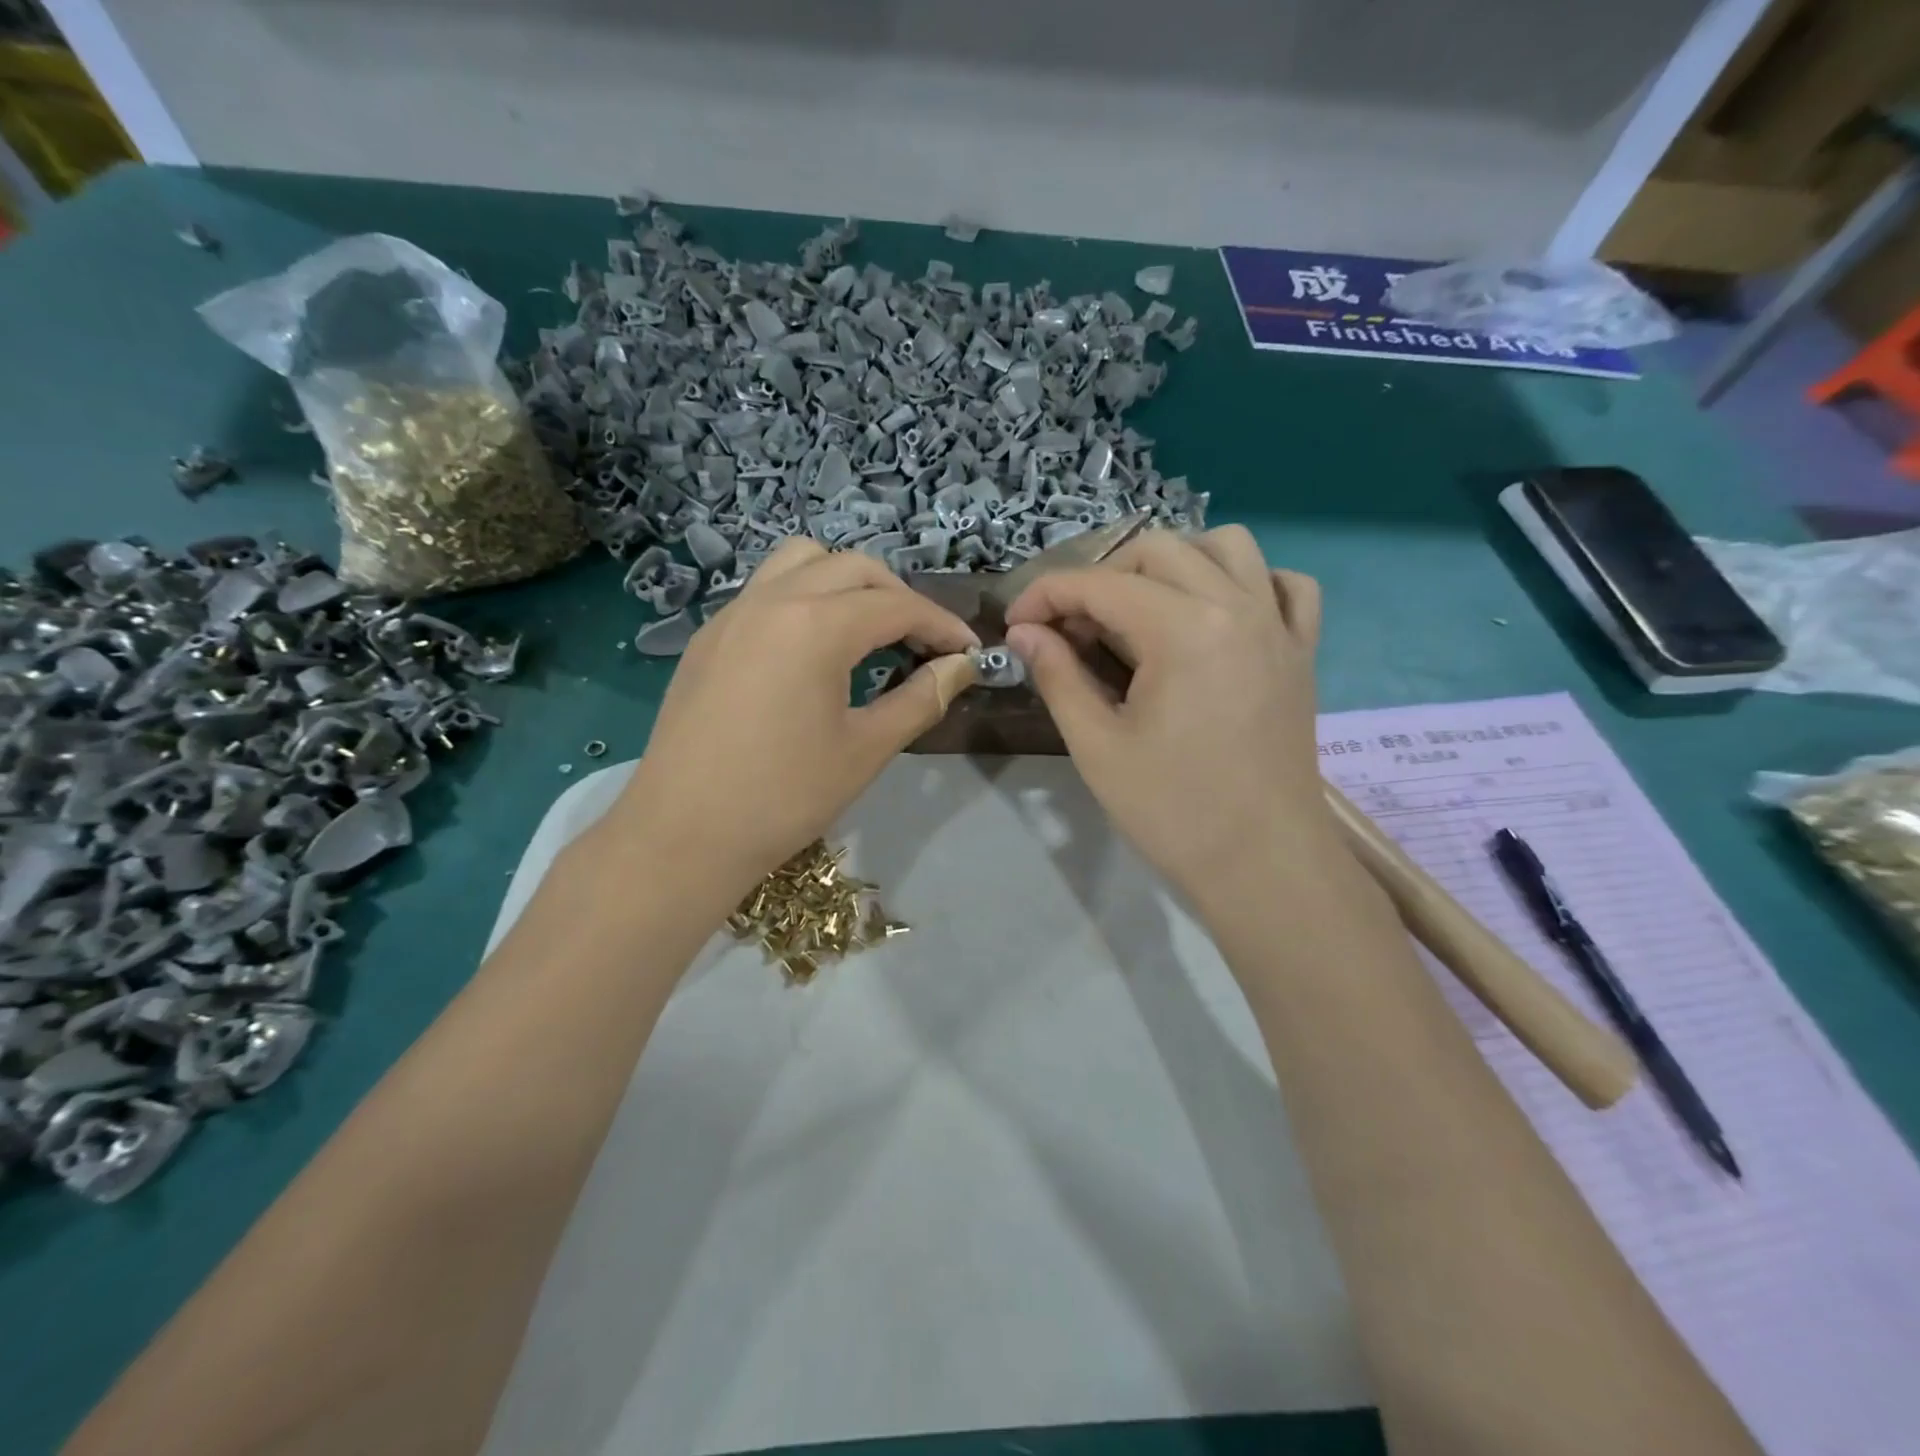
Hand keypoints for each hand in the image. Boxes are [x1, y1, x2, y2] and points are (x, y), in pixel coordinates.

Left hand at [610, 540, 977, 894]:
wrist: (682, 835)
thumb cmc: (783, 797)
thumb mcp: (866, 750)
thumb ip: (921, 699)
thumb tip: (961, 668)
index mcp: (816, 626)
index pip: (897, 606)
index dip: (941, 626)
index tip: (968, 652)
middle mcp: (773, 600)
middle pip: (854, 568)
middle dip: (899, 597)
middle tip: (923, 642)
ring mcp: (733, 613)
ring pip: (802, 562)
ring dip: (846, 581)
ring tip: (867, 628)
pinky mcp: (709, 637)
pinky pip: (766, 589)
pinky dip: (804, 596)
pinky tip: (812, 647)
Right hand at [1004, 526, 1333, 905]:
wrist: (1263, 865)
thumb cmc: (1173, 811)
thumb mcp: (1097, 746)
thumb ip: (1057, 676)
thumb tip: (1025, 633)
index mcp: (1184, 630)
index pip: (1100, 585)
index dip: (1046, 596)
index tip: (1016, 625)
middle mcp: (1237, 607)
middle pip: (1158, 551)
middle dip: (1101, 577)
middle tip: (1072, 629)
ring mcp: (1278, 626)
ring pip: (1228, 547)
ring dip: (1175, 563)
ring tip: (1143, 610)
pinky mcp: (1301, 652)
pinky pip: (1286, 585)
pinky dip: (1249, 582)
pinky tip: (1219, 616)